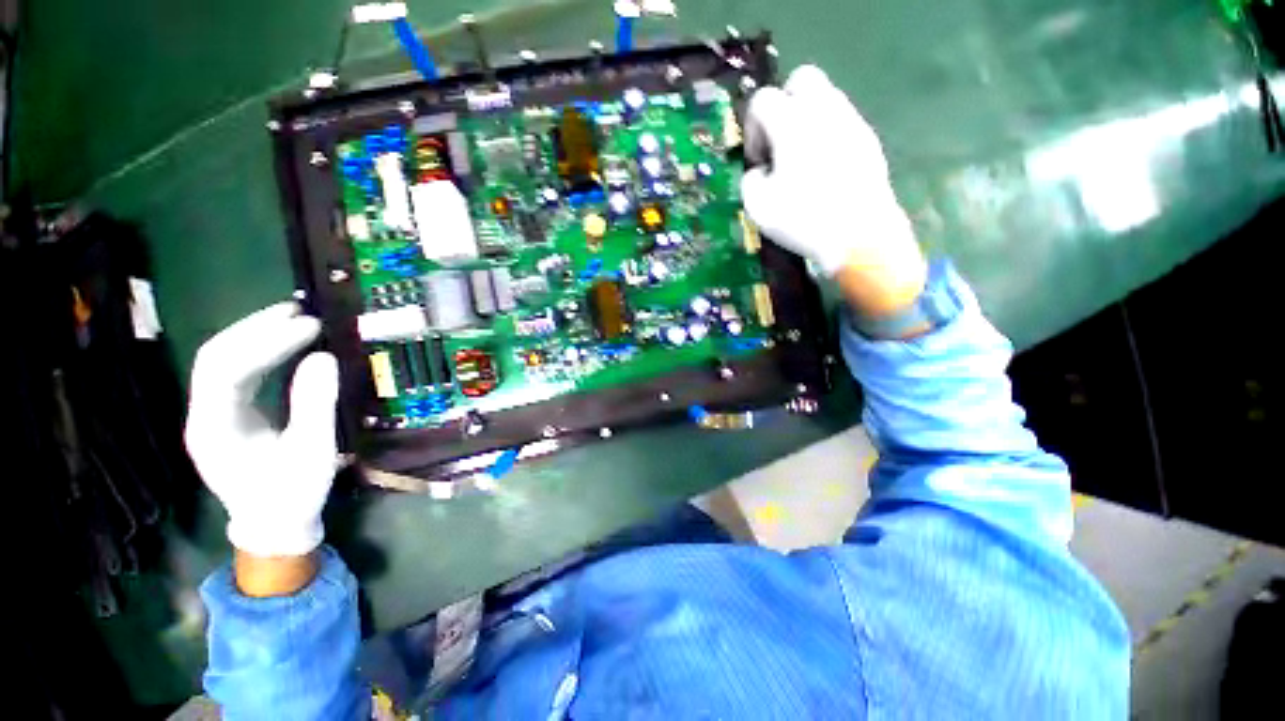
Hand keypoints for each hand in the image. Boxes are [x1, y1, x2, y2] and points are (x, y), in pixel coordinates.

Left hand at [185, 302, 339, 561]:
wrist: (274, 525)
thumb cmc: (293, 494)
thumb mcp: (312, 452)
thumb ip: (315, 404)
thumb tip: (324, 358)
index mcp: (215, 430)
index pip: (227, 370)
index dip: (267, 342)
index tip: (310, 326)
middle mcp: (203, 416)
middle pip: (215, 357)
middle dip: (255, 328)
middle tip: (298, 310)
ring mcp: (212, 414)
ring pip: (221, 361)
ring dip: (255, 334)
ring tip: (292, 316)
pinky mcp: (226, 414)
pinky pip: (236, 372)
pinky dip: (260, 351)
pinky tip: (283, 341)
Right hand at [741, 65, 927, 318]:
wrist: (859, 236)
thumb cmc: (803, 219)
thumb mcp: (758, 207)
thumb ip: (750, 180)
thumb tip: (761, 171)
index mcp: (792, 123)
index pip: (763, 99)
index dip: (753, 128)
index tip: (757, 160)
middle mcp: (824, 110)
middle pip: (801, 79)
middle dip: (784, 105)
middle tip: (779, 142)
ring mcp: (851, 122)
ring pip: (826, 98)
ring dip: (806, 120)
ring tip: (801, 159)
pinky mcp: (868, 140)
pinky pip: (842, 122)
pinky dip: (827, 136)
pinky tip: (824, 170)